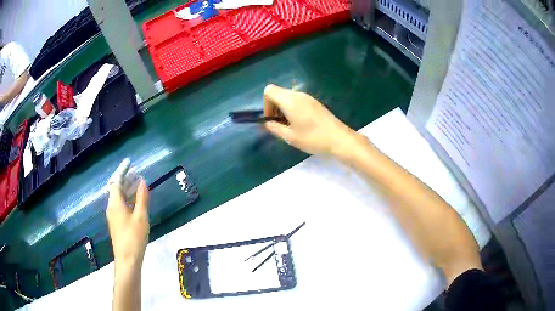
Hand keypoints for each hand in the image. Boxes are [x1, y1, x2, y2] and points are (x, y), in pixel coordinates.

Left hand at [106, 178, 149, 267]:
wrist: (127, 259)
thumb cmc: (134, 237)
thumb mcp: (141, 217)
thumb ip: (142, 198)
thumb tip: (142, 181)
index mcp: (115, 203)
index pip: (116, 181)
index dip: (122, 171)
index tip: (130, 163)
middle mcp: (111, 207)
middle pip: (116, 188)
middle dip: (125, 179)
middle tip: (137, 174)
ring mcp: (112, 216)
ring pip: (118, 198)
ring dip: (126, 190)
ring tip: (138, 186)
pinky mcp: (116, 223)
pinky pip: (119, 205)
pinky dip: (126, 199)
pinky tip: (135, 203)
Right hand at [263, 84, 356, 155]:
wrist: (339, 139)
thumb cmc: (313, 138)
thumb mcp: (290, 137)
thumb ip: (274, 128)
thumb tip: (266, 123)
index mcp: (290, 101)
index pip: (269, 90)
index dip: (265, 104)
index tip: (271, 119)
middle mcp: (298, 95)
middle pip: (278, 92)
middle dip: (273, 107)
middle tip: (279, 124)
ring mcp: (308, 97)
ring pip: (288, 96)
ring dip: (283, 108)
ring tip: (289, 126)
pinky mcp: (314, 102)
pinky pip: (297, 100)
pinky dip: (292, 108)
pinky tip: (300, 123)